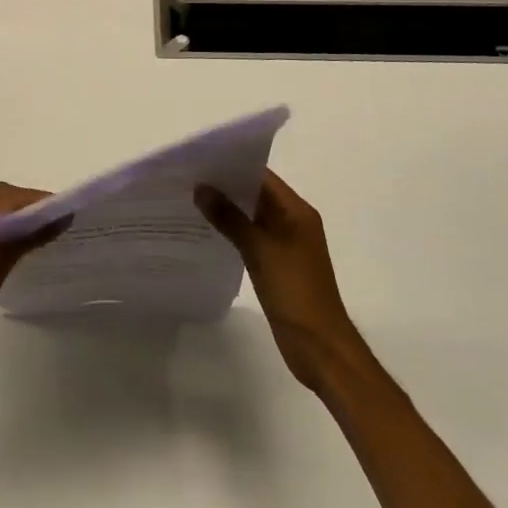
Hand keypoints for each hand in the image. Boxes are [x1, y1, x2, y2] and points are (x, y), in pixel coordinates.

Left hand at [0, 182, 69, 376]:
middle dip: (30, 207)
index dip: (38, 200)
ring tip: (46, 231)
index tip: (66, 210)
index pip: (7, 196)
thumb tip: (60, 217)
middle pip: (1, 199)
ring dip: (19, 218)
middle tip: (58, 221)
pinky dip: (6, 230)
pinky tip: (22, 244)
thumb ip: (27, 237)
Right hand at [196, 170, 361, 391]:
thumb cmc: (295, 292)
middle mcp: (293, 221)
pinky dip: (232, 231)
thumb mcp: (259, 250)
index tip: (200, 159)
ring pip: (252, 216)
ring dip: (227, 208)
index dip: (233, 165)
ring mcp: (286, 244)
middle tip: (188, 177)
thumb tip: (201, 188)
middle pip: (256, 193)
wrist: (320, 348)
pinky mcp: (277, 264)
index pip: (262, 176)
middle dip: (226, 185)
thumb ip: (230, 218)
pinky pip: (251, 237)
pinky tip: (207, 230)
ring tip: (190, 199)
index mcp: (297, 211)